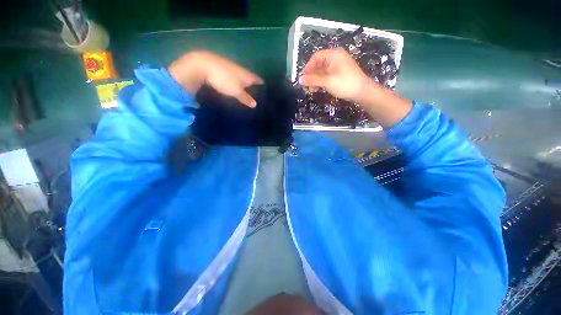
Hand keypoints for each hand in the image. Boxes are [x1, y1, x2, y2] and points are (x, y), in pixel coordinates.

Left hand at [168, 51, 262, 106]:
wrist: (203, 65)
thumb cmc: (224, 79)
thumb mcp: (236, 91)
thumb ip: (246, 98)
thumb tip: (255, 104)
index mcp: (246, 75)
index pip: (257, 79)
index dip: (261, 84)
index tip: (264, 90)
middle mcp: (241, 70)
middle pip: (249, 78)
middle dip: (253, 84)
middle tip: (256, 93)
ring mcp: (231, 68)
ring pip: (241, 76)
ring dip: (243, 83)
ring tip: (246, 91)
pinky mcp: (222, 68)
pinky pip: (232, 76)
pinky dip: (235, 81)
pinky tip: (234, 86)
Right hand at [298, 48, 371, 102]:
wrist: (363, 92)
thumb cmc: (345, 84)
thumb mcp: (327, 82)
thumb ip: (313, 80)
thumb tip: (299, 79)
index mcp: (334, 55)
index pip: (316, 57)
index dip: (308, 67)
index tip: (303, 78)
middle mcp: (336, 58)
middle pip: (319, 64)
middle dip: (312, 75)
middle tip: (307, 86)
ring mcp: (339, 67)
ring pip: (323, 71)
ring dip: (316, 80)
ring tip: (312, 90)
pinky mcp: (340, 74)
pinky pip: (328, 76)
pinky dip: (322, 82)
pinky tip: (319, 89)